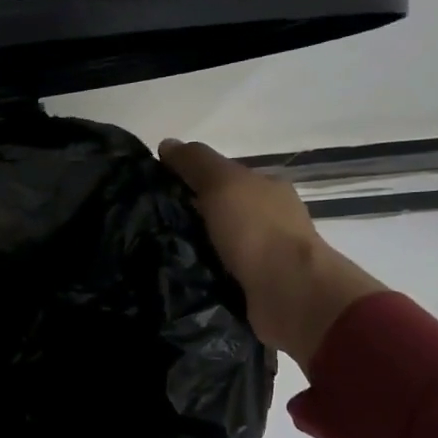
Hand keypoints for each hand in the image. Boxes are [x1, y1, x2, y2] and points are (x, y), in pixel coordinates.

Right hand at [158, 139, 384, 365]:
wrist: (290, 293)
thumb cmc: (258, 230)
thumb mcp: (223, 183)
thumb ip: (196, 163)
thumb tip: (166, 144)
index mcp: (267, 189)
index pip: (224, 179)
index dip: (191, 182)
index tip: (156, 194)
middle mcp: (269, 221)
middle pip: (219, 214)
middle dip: (188, 219)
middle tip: (147, 229)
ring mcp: (264, 258)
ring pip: (217, 247)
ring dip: (192, 251)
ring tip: (153, 258)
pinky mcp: (254, 290)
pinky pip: (219, 277)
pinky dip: (201, 277)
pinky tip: (176, 280)